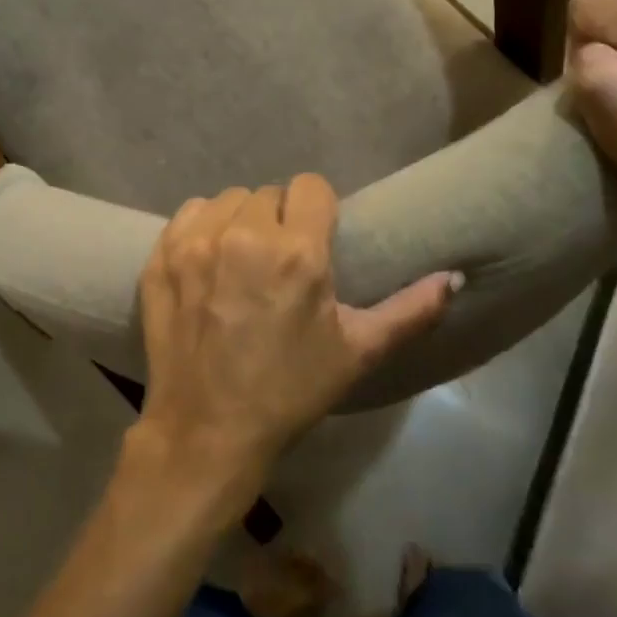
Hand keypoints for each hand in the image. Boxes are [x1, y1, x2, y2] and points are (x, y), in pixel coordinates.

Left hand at [133, 175, 459, 505]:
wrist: (207, 430)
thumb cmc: (290, 391)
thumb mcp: (357, 352)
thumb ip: (410, 311)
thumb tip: (454, 278)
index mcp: (297, 252)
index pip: (311, 186)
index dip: (318, 210)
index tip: (316, 239)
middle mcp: (244, 235)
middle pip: (270, 194)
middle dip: (280, 220)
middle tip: (279, 262)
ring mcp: (197, 242)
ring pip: (229, 200)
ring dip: (241, 221)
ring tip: (243, 261)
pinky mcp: (162, 254)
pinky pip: (190, 214)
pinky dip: (203, 228)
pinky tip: (209, 260)